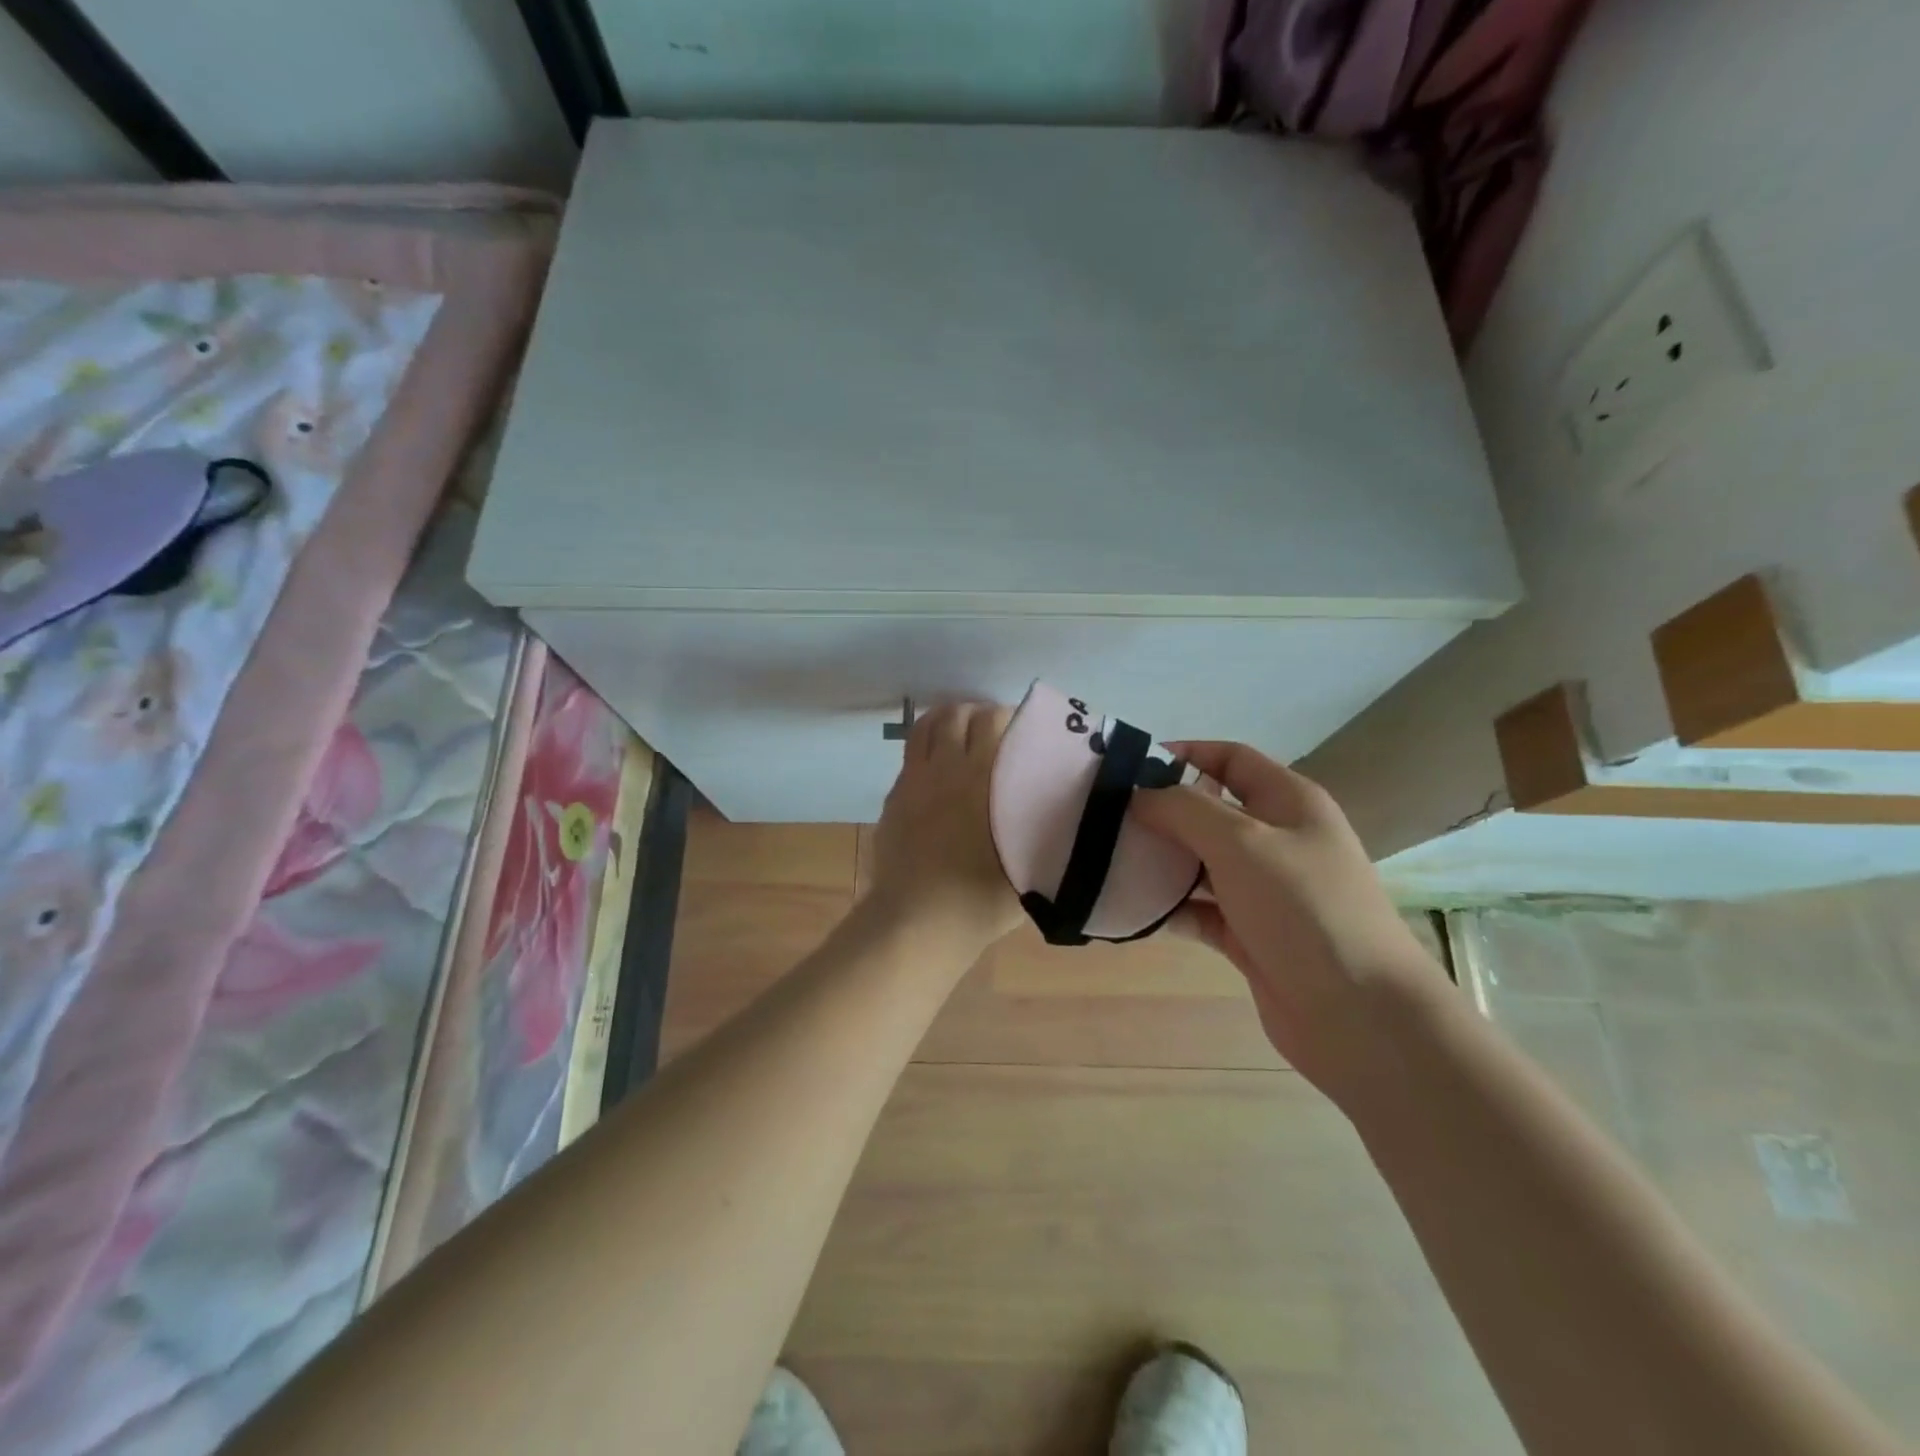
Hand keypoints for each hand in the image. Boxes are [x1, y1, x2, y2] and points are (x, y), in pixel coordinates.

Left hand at [864, 703, 1022, 965]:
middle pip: (955, 715)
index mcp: (980, 776)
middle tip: (992, 729)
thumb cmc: (980, 898)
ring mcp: (912, 781)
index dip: (1006, 715)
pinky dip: (925, 751)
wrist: (918, 922)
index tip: (1021, 727)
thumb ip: (1041, 828)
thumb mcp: (1030, 863)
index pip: (991, 720)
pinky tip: (936, 771)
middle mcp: (943, 768)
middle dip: (975, 712)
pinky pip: (909, 758)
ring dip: (944, 721)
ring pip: (924, 729)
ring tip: (959, 732)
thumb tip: (1059, 813)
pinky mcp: (892, 799)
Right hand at [1129, 741, 1441, 1105]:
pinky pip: (1199, 910)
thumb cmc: (1304, 908)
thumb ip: (1184, 809)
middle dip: (1159, 812)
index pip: (1230, 758)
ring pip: (1200, 863)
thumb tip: (1139, 795)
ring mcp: (1264, 890)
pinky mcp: (1250, 935)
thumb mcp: (1242, 842)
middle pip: (1208, 811)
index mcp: (1288, 802)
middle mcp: (1277, 839)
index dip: (1183, 754)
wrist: (1361, 1015)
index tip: (1127, 767)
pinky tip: (1130, 909)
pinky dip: (1169, 908)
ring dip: (1159, 861)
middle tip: (1105, 817)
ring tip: (1107, 860)